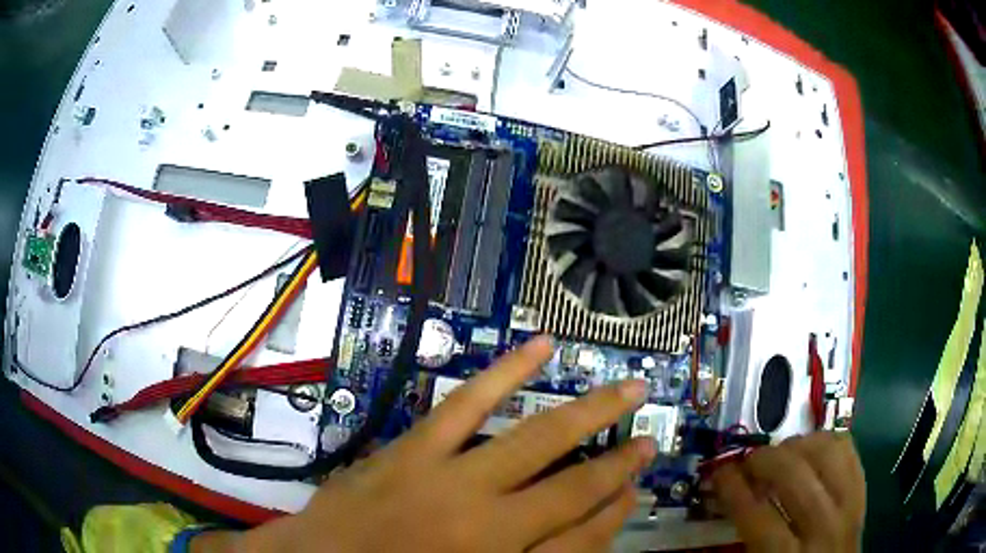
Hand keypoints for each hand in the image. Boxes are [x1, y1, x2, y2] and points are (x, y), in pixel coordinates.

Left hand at [216, 336, 654, 552]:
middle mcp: (487, 520)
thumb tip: (580, 528)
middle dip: (618, 460)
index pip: (583, 538)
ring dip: (587, 413)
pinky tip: (538, 347)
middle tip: (651, 438)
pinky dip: (506, 373)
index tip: (637, 488)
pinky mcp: (412, 447)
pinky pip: (466, 404)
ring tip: (627, 387)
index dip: (615, 513)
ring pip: (536, 438)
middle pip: (573, 485)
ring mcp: (448, 477)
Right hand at [711, 432, 865, 551]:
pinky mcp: (862, 493)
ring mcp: (849, 506)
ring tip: (779, 453)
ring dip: (798, 445)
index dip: (735, 490)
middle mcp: (824, 529)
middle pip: (796, 477)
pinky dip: (825, 441)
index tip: (720, 473)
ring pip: (827, 454)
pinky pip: (848, 450)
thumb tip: (724, 499)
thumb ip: (743, 540)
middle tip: (748, 463)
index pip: (759, 517)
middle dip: (765, 461)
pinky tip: (808, 448)